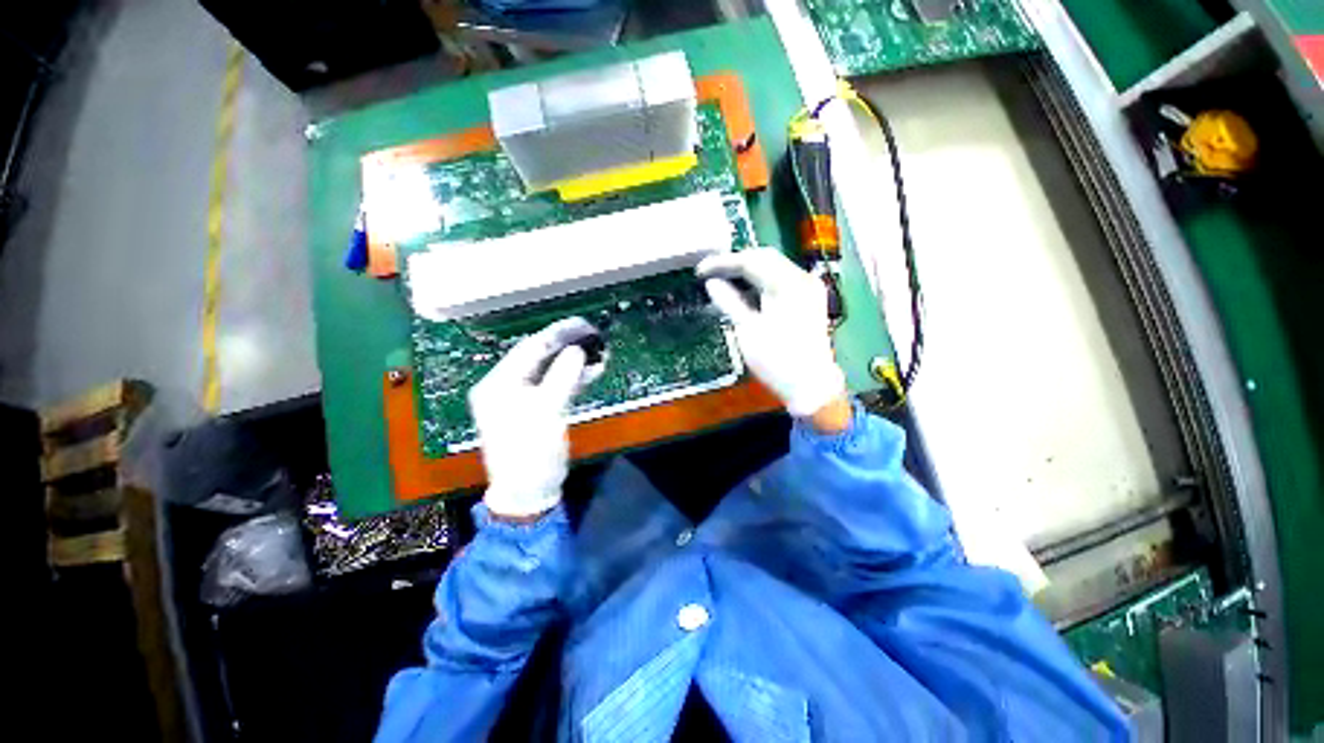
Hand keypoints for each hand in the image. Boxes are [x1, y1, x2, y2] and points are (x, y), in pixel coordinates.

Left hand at [469, 317, 605, 518]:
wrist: (529, 492)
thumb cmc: (532, 452)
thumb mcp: (547, 412)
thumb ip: (562, 377)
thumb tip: (577, 351)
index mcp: (498, 384)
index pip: (528, 349)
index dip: (556, 334)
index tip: (582, 325)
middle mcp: (507, 387)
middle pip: (539, 358)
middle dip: (567, 347)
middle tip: (593, 336)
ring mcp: (522, 399)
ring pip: (550, 371)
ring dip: (573, 362)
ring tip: (598, 351)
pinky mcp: (537, 409)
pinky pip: (555, 386)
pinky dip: (573, 378)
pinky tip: (593, 370)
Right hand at [698, 248, 846, 420]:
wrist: (811, 386)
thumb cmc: (776, 360)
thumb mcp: (748, 330)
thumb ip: (729, 301)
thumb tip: (711, 283)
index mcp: (787, 284)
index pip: (751, 261)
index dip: (723, 263)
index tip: (700, 271)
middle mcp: (802, 279)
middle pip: (764, 258)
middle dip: (735, 264)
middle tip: (710, 274)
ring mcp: (808, 289)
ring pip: (773, 268)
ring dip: (748, 272)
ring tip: (723, 281)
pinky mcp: (808, 300)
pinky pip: (780, 281)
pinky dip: (761, 283)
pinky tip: (745, 292)